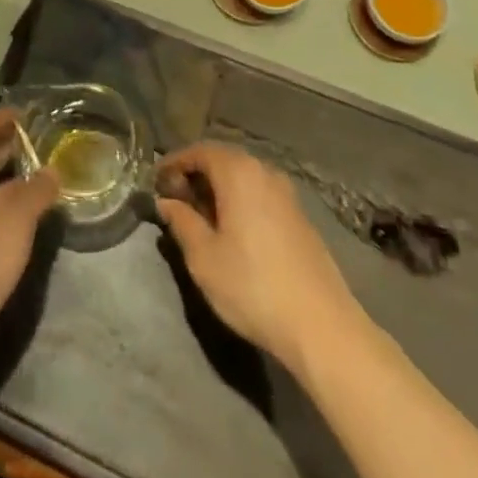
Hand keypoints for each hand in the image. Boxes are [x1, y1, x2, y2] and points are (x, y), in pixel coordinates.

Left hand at [0, 108, 57, 376]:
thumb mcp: (15, 222)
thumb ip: (36, 193)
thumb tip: (53, 171)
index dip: (0, 118)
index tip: (26, 113)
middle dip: (7, 145)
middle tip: (38, 140)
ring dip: (9, 178)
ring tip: (39, 176)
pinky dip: (6, 208)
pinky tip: (25, 221)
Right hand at [156, 141, 362, 372]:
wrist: (321, 325)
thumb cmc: (252, 286)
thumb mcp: (204, 258)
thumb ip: (182, 222)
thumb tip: (167, 202)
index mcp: (238, 172)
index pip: (199, 151)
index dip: (174, 163)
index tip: (156, 181)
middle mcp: (264, 171)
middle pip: (223, 160)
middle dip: (196, 174)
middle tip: (176, 198)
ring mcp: (286, 193)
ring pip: (244, 177)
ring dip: (219, 188)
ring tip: (201, 216)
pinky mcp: (300, 216)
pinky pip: (261, 193)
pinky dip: (240, 200)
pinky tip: (234, 229)